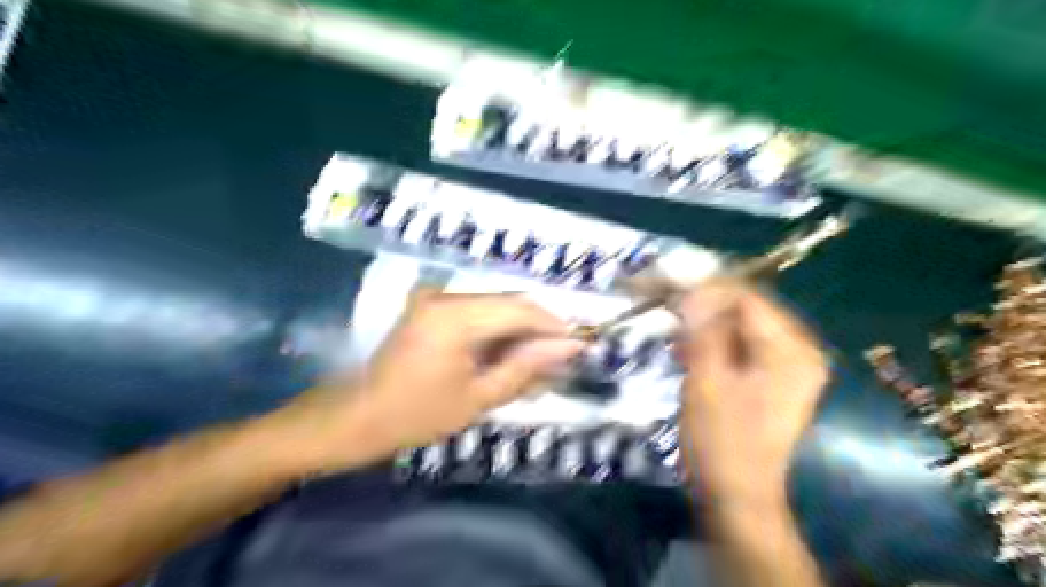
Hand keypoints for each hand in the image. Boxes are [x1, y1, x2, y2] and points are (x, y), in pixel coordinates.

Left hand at [277, 292, 583, 473]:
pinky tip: (507, 360)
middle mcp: (446, 296)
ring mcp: (436, 300)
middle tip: (558, 361)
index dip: (553, 325)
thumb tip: (568, 347)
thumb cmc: (415, 415)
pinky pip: (477, 315)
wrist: (356, 417)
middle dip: (538, 331)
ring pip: (495, 309)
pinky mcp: (431, 309)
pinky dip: (497, 336)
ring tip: (535, 367)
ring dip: (518, 335)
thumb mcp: (478, 397)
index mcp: (455, 316)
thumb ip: (526, 367)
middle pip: (509, 304)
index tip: (578, 346)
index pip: (520, 308)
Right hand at [674, 283, 829, 502]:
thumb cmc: (721, 441)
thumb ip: (704, 331)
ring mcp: (788, 367)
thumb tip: (694, 290)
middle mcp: (798, 351)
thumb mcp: (707, 381)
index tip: (667, 287)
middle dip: (704, 306)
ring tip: (674, 334)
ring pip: (741, 327)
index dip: (705, 288)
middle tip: (666, 309)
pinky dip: (713, 343)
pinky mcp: (773, 380)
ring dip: (705, 325)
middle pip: (747, 309)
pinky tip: (688, 352)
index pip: (748, 297)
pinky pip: (742, 346)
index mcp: (791, 350)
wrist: (737, 496)